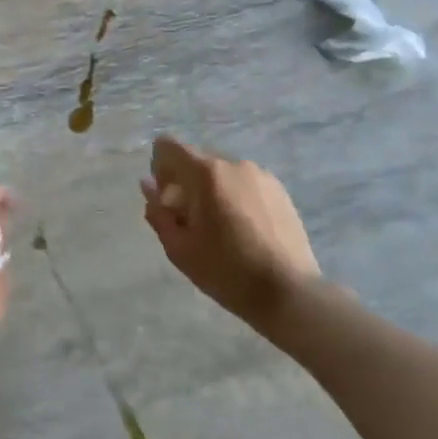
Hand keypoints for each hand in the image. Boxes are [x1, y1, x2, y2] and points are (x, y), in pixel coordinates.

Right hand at [141, 136, 320, 332]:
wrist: (289, 292)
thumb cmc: (227, 272)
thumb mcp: (180, 248)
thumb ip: (158, 212)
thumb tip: (148, 186)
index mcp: (206, 173)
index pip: (168, 146)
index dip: (159, 168)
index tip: (167, 200)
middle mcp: (234, 164)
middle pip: (196, 160)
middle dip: (185, 183)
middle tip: (190, 223)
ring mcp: (261, 175)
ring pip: (222, 173)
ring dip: (211, 191)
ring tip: (221, 229)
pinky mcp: (280, 190)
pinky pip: (245, 183)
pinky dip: (235, 197)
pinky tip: (244, 231)